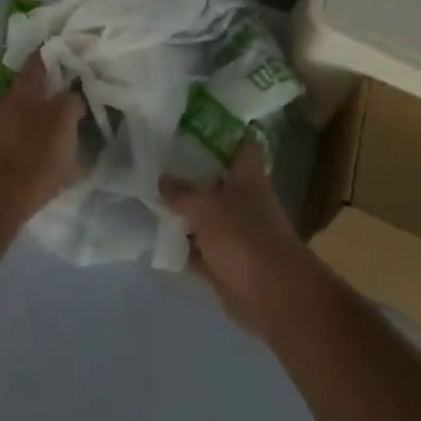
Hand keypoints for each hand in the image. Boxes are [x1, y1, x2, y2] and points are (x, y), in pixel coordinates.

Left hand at [0, 50, 82, 227]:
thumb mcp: (65, 131)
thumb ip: (70, 106)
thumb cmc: (32, 163)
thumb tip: (70, 97)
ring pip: (12, 117)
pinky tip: (23, 160)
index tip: (63, 55)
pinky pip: (2, 141)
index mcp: (23, 93)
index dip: (50, 55)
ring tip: (43, 140)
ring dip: (27, 123)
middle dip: (41, 96)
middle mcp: (0, 103)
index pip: (37, 62)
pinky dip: (14, 144)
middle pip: (24, 91)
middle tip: (60, 107)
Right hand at [159, 140, 312, 336]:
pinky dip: (183, 245)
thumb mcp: (205, 204)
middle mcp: (244, 200)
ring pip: (206, 215)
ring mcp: (235, 232)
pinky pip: (199, 248)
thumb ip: (182, 191)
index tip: (195, 126)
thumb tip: (163, 179)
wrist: (270, 293)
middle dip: (192, 173)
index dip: (222, 133)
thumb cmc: (242, 235)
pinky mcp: (225, 262)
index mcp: (249, 176)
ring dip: (184, 211)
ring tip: (151, 195)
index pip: (241, 144)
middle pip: (217, 180)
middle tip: (160, 160)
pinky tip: (158, 237)